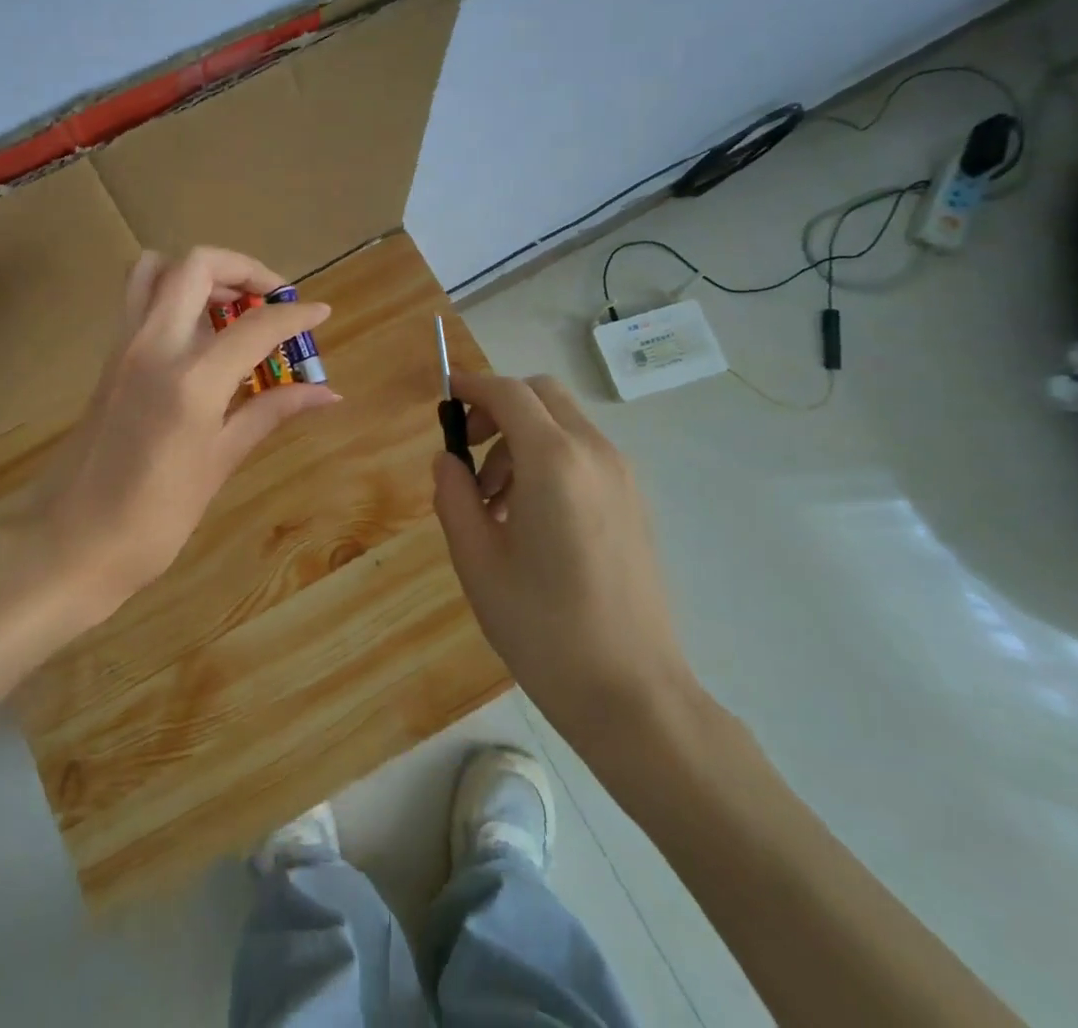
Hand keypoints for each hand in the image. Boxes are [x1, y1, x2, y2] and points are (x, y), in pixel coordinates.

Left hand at [0, 247, 339, 633]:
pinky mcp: (108, 357)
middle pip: (197, 265)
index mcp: (190, 379)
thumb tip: (326, 393)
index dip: (294, 314)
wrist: (70, 542)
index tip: (320, 313)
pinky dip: (175, 296)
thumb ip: (270, 413)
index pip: (255, 324)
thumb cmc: (153, 517)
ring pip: (157, 269)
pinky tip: (201, 339)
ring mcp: (124, 346)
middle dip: (243, 269)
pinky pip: (140, 300)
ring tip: (232, 309)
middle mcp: (153, 345)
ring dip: (201, 274)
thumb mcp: (219, 463)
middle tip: (271, 300)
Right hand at [431, 372, 698, 742]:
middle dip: (498, 407)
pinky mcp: (634, 502)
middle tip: (467, 452)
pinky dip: (549, 459)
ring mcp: (622, 477)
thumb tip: (447, 460)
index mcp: (554, 462)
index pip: (508, 393)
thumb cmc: (542, 627)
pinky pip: (584, 454)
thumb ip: (453, 496)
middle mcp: (595, 454)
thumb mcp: (476, 561)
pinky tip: (529, 517)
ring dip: (521, 438)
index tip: (443, 396)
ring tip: (494, 501)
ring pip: (563, 424)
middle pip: (542, 395)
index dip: (471, 385)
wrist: (632, 692)